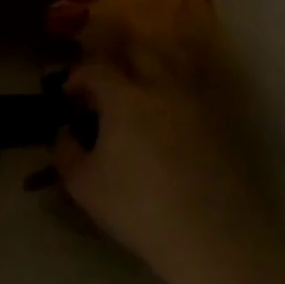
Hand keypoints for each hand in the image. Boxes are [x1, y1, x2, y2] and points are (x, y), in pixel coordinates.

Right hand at [54, 48, 267, 283]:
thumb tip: (65, 133)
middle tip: (104, 81)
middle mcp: (161, 86)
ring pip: (174, 58)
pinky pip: (195, 84)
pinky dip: (178, 84)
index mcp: (124, 97)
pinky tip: (170, 108)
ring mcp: (195, 100)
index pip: (95, 67)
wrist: (210, 234)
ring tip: (140, 84)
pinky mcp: (219, 119)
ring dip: (152, 61)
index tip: (69, 95)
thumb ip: (65, 153)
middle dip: (116, 57)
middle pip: (139, 48)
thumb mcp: (84, 186)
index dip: (77, 75)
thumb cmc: (138, 208)